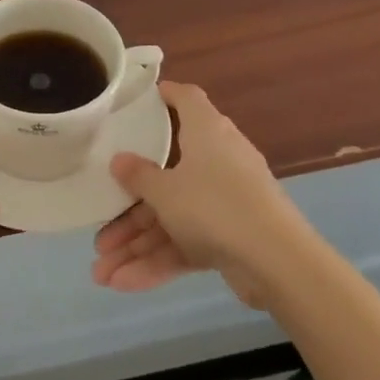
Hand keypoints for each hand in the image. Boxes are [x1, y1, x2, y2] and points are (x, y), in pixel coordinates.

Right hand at [91, 81, 300, 307]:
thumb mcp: (165, 190)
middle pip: (166, 176)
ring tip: (101, 273)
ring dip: (137, 246)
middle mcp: (217, 161)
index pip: (186, 100)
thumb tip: (119, 160)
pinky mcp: (231, 237)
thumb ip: (138, 175)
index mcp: (207, 133)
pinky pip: (187, 243)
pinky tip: (124, 284)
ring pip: (172, 218)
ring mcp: (225, 202)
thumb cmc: (215, 206)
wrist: (278, 263)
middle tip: (100, 230)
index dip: (165, 95)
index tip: (140, 100)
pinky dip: (159, 262)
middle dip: (129, 210)